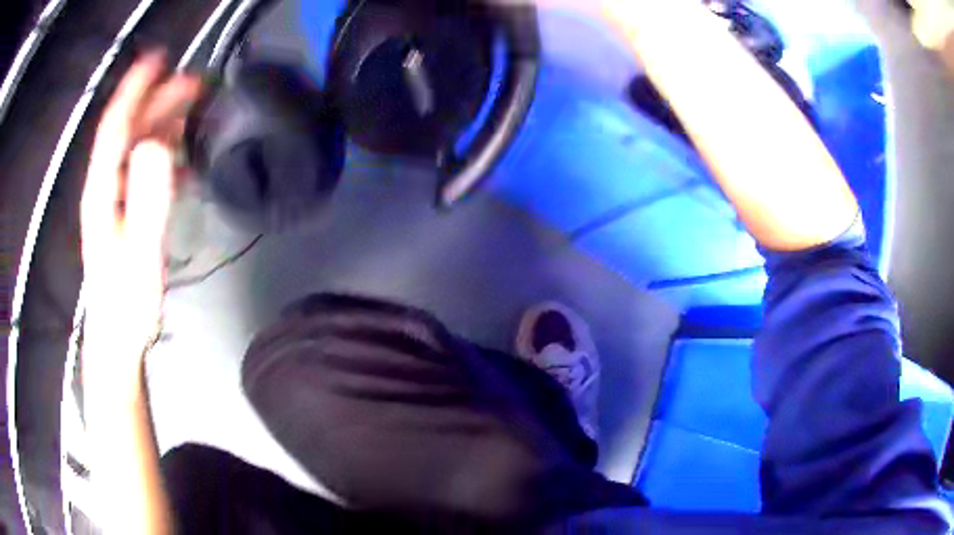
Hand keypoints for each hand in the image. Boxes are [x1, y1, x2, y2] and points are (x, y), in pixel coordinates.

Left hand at [81, 51, 202, 374]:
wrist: (117, 337)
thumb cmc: (125, 302)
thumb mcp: (138, 254)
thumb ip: (146, 201)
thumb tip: (157, 145)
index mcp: (102, 190)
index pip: (115, 127)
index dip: (134, 89)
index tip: (159, 60)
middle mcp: (106, 186)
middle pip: (129, 131)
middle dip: (157, 100)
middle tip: (193, 82)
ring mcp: (115, 199)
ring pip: (136, 148)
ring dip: (162, 122)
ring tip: (192, 107)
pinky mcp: (126, 212)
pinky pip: (143, 169)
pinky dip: (163, 150)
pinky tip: (181, 150)